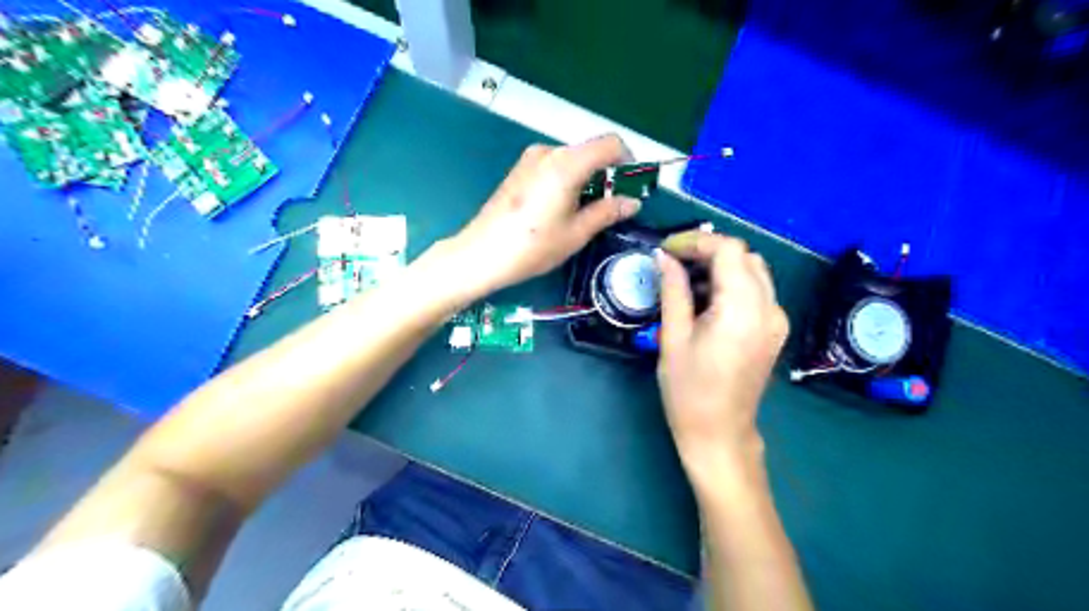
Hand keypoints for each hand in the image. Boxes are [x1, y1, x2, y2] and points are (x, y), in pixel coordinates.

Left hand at [437, 134, 639, 297]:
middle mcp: (549, 152)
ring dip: (587, 179)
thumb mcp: (576, 233)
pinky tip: (561, 210)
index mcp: (567, 163)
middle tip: (611, 207)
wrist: (481, 254)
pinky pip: (554, 166)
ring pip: (572, 160)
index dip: (628, 161)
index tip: (631, 187)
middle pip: (590, 151)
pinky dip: (568, 180)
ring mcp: (530, 159)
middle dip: (607, 174)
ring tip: (585, 213)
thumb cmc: (533, 246)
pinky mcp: (519, 170)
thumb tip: (632, 202)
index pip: (610, 144)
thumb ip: (608, 212)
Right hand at [650, 231, 787, 487]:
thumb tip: (663, 257)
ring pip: (753, 270)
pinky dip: (731, 283)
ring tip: (685, 280)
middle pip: (745, 256)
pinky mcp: (774, 329)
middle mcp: (769, 308)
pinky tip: (705, 300)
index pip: (728, 250)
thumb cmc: (689, 391)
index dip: (696, 241)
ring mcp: (776, 319)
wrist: (719, 434)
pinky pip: (756, 290)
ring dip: (720, 266)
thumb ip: (673, 290)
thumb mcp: (673, 337)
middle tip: (673, 263)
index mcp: (742, 309)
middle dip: (708, 251)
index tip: (666, 250)